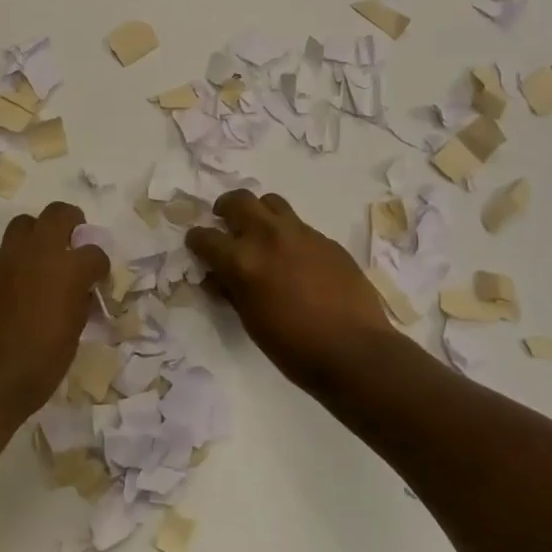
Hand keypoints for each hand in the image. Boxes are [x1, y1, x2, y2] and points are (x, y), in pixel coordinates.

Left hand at [0, 201, 109, 432]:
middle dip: (72, 225)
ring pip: (25, 225)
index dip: (100, 266)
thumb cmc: (36, 368)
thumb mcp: (71, 337)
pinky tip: (18, 290)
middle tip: (73, 247)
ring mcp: (6, 260)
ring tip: (43, 264)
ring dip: (39, 236)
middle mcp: (37, 254)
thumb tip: (81, 292)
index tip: (97, 280)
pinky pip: (5, 253)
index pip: (95, 252)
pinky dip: (17, 262)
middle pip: (59, 213)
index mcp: (68, 271)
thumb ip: (79, 304)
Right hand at [187, 189, 404, 394]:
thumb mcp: (250, 321)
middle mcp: (268, 236)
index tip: (197, 246)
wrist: (354, 350)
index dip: (197, 241)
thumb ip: (231, 290)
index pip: (206, 237)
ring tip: (260, 232)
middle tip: (225, 223)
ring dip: (259, 212)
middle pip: (238, 200)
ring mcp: (301, 234)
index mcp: (243, 261)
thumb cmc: (293, 347)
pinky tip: (294, 257)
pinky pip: (299, 225)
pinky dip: (287, 233)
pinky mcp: (326, 239)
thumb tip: (217, 276)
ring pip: (271, 202)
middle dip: (225, 209)